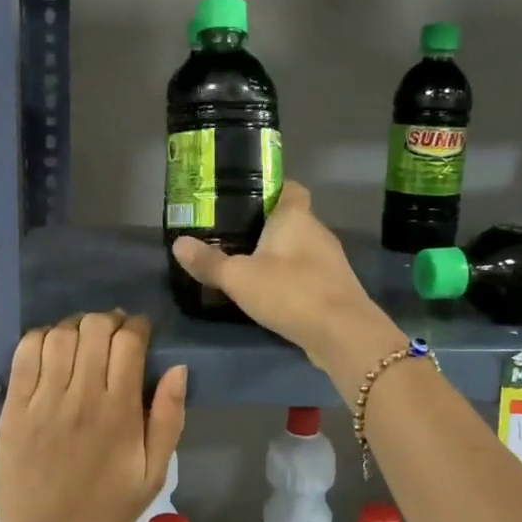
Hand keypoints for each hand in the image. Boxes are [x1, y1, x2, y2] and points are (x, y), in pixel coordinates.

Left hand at [0, 311, 187, 521]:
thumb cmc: (106, 510)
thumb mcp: (154, 473)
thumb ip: (169, 418)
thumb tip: (178, 369)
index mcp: (120, 411)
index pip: (129, 342)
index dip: (138, 326)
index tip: (141, 333)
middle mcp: (81, 396)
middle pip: (94, 328)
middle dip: (109, 320)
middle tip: (114, 334)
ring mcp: (43, 400)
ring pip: (60, 334)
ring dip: (76, 326)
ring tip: (83, 339)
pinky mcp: (14, 407)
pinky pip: (24, 353)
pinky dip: (40, 338)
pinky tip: (51, 347)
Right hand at [170, 183, 394, 372]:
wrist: (343, 334)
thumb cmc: (291, 292)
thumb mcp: (239, 277)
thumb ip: (209, 262)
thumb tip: (179, 243)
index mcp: (295, 217)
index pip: (289, 187)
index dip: (270, 188)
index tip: (244, 198)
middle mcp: (317, 232)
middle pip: (291, 219)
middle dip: (265, 226)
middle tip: (232, 235)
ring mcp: (329, 262)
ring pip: (299, 249)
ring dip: (278, 256)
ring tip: (246, 265)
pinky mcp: (334, 289)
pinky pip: (306, 275)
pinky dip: (289, 279)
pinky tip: (270, 294)